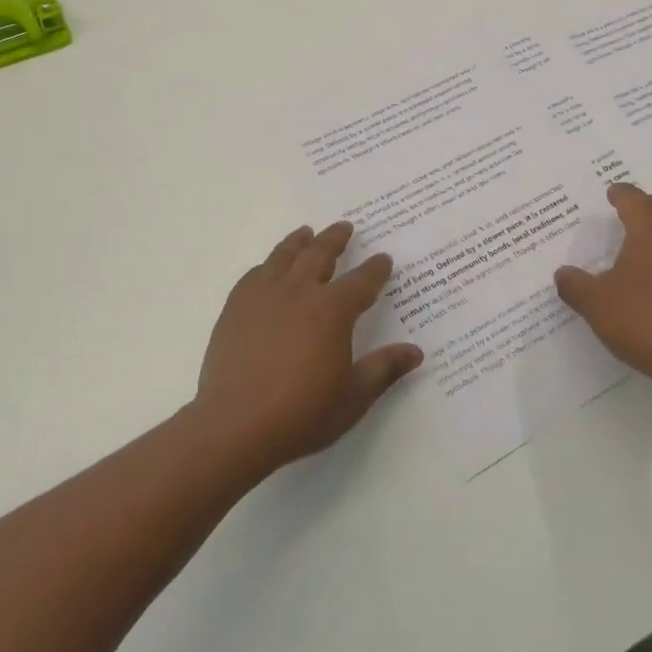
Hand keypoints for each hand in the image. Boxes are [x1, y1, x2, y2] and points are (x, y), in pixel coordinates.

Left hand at [194, 222, 422, 474]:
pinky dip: (266, 266)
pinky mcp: (236, 308)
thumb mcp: (354, 396)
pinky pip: (254, 276)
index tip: (383, 259)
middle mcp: (299, 292)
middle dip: (336, 239)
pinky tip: (267, 268)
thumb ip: (384, 368)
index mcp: (333, 310)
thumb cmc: (303, 412)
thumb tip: (415, 351)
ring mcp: (263, 296)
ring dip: (299, 242)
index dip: (375, 269)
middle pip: (320, 254)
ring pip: (284, 257)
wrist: (236, 424)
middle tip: (345, 227)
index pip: (362, 281)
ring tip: (306, 232)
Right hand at [553, 183, 651, 398]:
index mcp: (651, 231)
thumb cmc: (643, 320)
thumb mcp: (596, 304)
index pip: (635, 199)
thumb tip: (563, 274)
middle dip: (648, 205)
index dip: (620, 194)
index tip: (612, 193)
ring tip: (646, 245)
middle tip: (630, 213)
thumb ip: (575, 285)